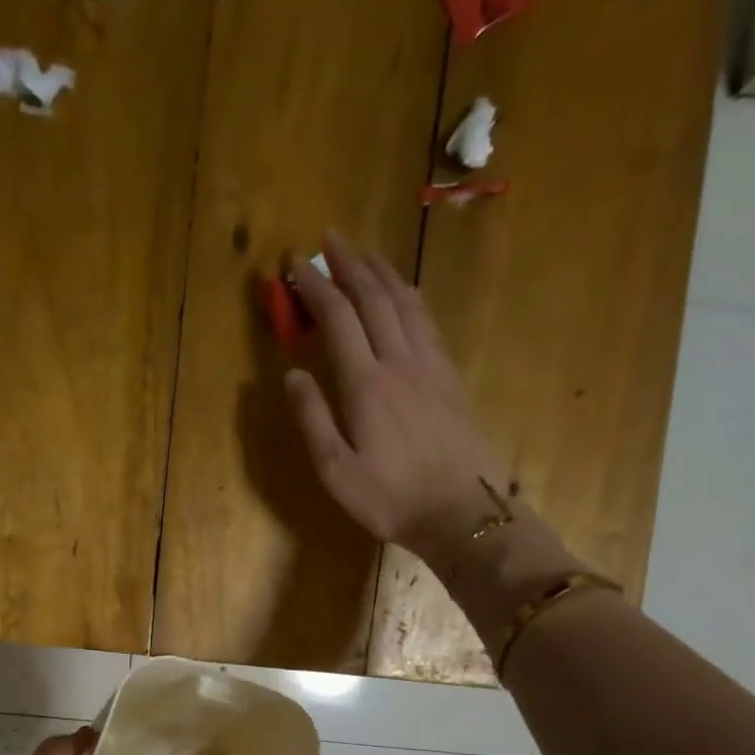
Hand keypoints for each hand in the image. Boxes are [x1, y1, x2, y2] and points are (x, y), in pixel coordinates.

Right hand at [285, 231, 513, 569]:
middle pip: (374, 298)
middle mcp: (400, 362)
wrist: (462, 513)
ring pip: (406, 303)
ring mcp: (431, 367)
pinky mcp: (452, 378)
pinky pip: (428, 322)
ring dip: (382, 273)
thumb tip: (292, 375)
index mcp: (366, 384)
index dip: (316, 287)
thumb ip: (312, 419)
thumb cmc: (390, 499)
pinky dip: (409, 298)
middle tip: (329, 240)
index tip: (295, 264)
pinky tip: (405, 296)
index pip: (337, 318)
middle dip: (350, 265)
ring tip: (366, 254)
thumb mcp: (336, 471)